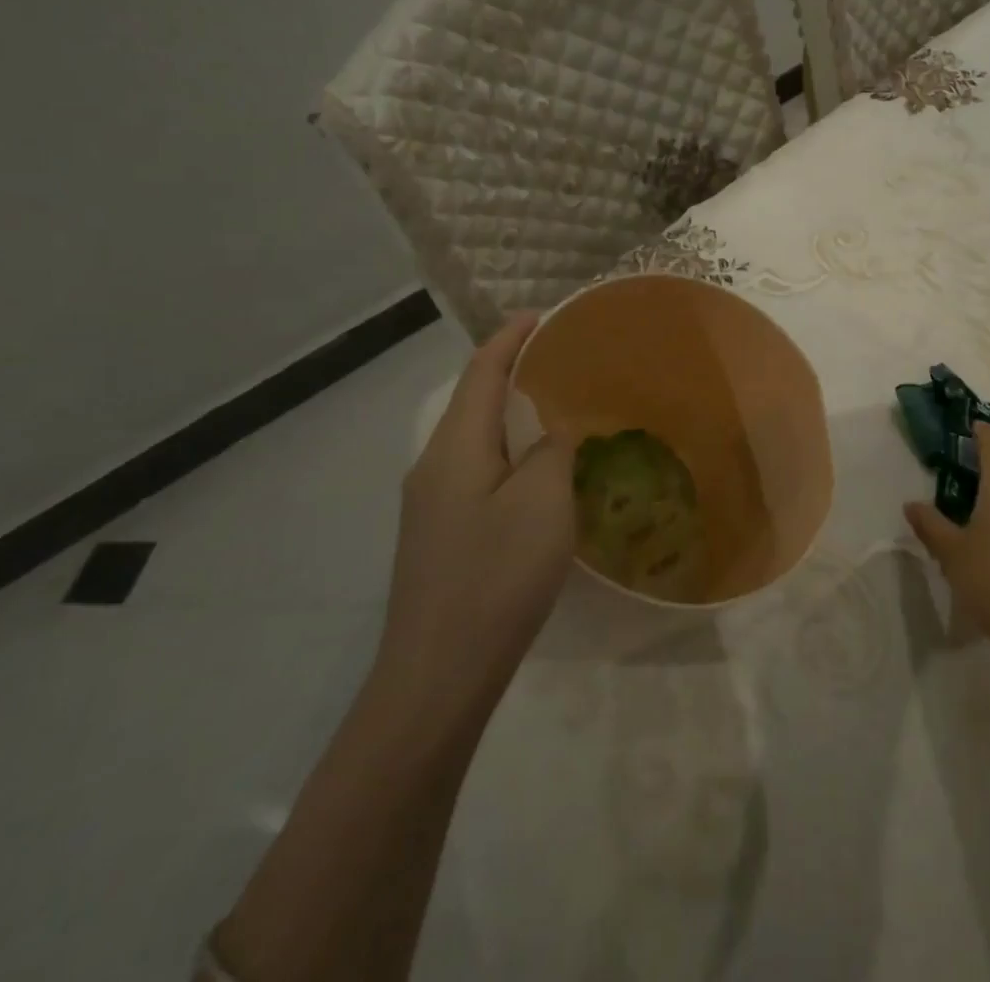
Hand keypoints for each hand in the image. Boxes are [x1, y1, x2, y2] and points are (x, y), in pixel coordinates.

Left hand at [377, 313, 575, 705]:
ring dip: (508, 413)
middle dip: (510, 371)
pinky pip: (474, 469)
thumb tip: (552, 430)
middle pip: (472, 400)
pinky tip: (533, 471)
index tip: (542, 316)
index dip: (510, 339)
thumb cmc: (496, 576)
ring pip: (473, 438)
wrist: (437, 673)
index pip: (481, 372)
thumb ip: (552, 450)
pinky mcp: (437, 533)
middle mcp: (434, 464)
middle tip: (559, 361)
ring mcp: (430, 502)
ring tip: (553, 408)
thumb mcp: (543, 503)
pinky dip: (505, 451)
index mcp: (456, 446)